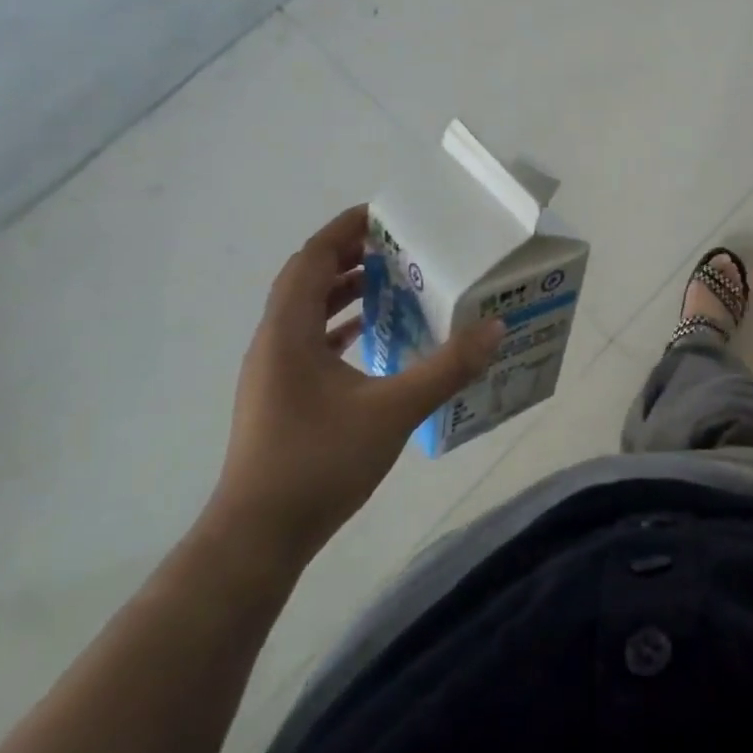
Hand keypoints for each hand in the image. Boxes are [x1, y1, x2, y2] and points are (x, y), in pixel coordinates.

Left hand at [204, 206, 502, 571]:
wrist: (257, 538)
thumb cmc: (318, 463)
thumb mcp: (393, 411)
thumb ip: (446, 368)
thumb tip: (494, 329)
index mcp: (288, 332)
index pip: (311, 259)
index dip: (343, 230)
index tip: (382, 214)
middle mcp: (273, 343)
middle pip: (306, 280)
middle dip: (349, 256)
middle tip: (397, 246)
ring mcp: (272, 373)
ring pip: (306, 312)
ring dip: (344, 291)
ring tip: (391, 282)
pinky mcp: (279, 398)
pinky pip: (309, 342)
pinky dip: (339, 327)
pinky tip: (372, 337)